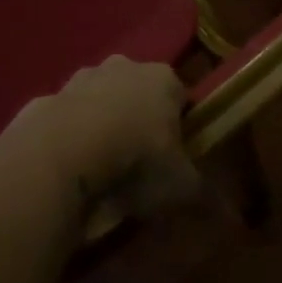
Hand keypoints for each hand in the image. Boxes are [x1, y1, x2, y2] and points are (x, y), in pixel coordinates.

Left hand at [14, 57, 199, 216]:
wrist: (64, 150)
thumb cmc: (136, 159)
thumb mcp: (180, 186)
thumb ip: (205, 195)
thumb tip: (231, 216)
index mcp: (162, 78)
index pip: (180, 96)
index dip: (180, 125)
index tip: (175, 156)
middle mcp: (123, 66)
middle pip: (138, 92)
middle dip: (139, 119)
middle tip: (139, 162)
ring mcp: (82, 76)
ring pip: (101, 100)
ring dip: (103, 124)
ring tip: (103, 169)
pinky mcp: (50, 94)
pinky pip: (68, 116)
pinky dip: (71, 135)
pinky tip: (72, 166)